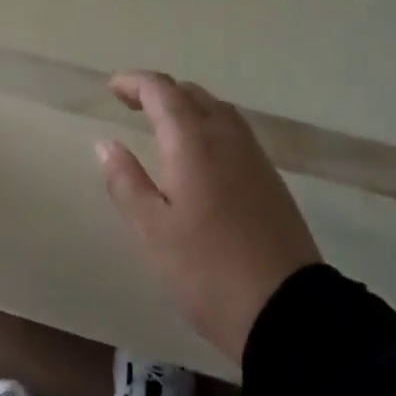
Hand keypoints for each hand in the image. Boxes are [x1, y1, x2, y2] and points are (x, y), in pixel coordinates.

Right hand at [98, 72, 322, 362]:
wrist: (289, 313)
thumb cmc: (207, 270)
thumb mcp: (152, 231)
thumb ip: (125, 181)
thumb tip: (106, 144)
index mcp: (193, 141)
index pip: (161, 91)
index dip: (134, 82)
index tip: (112, 88)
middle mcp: (226, 137)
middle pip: (191, 94)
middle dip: (159, 91)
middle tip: (131, 104)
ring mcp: (254, 157)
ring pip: (217, 110)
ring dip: (186, 106)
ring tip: (162, 124)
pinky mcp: (270, 180)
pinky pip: (233, 132)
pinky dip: (208, 125)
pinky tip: (199, 154)